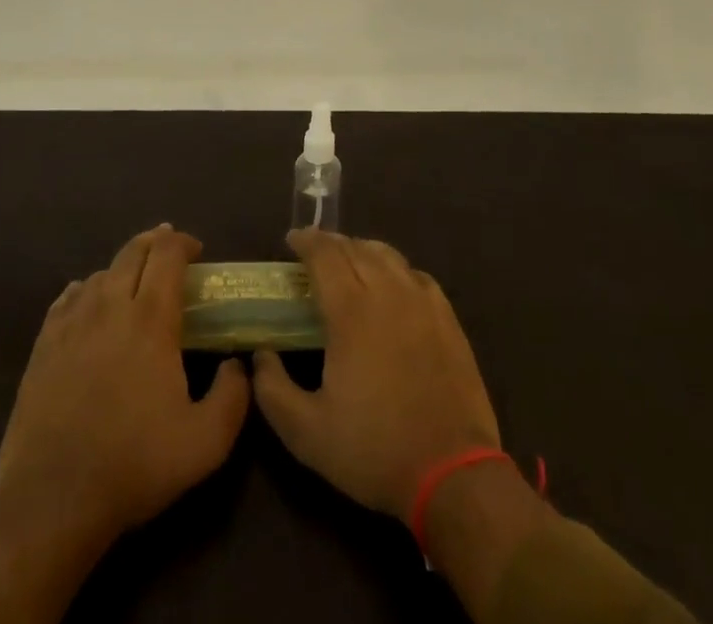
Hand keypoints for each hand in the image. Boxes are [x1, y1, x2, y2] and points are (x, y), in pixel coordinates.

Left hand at [0, 225, 250, 549]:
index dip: (183, 243)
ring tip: (133, 282)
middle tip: (169, 251)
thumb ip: (233, 396)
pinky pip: (67, 298)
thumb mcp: (206, 442)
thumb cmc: (134, 465)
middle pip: (132, 252)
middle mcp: (110, 307)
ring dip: (122, 268)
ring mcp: (72, 324)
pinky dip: (85, 289)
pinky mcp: (43, 345)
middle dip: (155, 243)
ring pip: (100, 273)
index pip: (167, 255)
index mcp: (151, 320)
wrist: (53, 500)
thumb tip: (237, 365)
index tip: (197, 251)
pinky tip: (89, 302)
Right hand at [252, 229, 499, 517]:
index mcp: (351, 311)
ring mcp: (422, 301)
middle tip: (314, 251)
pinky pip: (415, 274)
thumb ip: (273, 390)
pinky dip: (395, 268)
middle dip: (331, 242)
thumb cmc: (374, 450)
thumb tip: (261, 355)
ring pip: (387, 255)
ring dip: (362, 249)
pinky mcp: (447, 317)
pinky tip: (392, 283)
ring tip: (349, 260)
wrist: (452, 472)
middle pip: (355, 248)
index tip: (291, 239)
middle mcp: (387, 292)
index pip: (325, 255)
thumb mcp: (307, 434)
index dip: (306, 241)